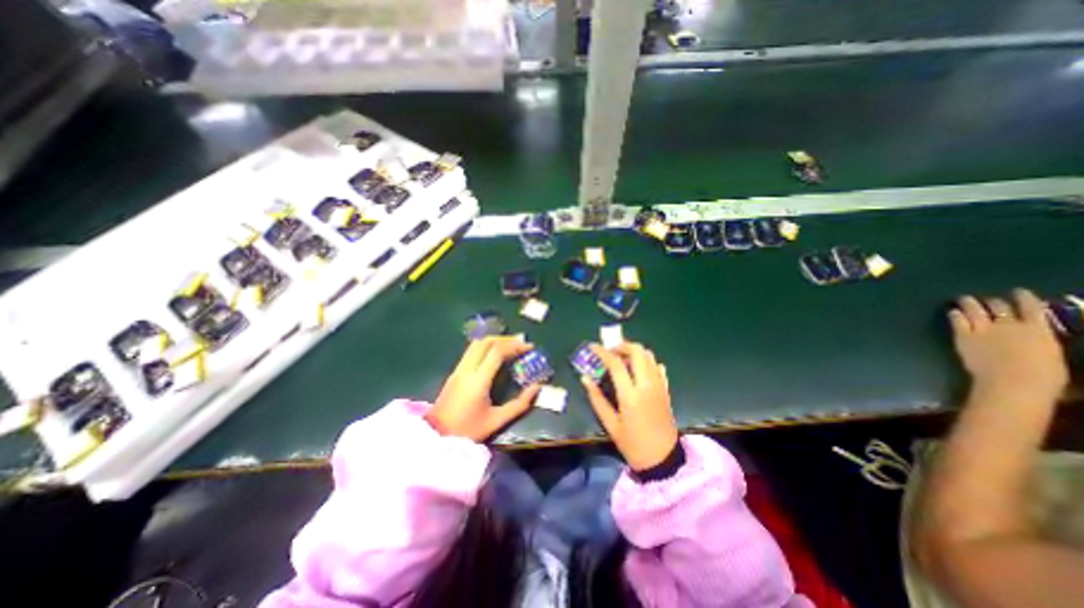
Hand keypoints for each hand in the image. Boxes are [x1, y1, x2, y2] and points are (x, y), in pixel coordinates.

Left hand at [429, 337, 545, 441]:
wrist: (436, 437)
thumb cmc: (468, 431)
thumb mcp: (497, 421)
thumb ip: (519, 404)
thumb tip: (537, 387)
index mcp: (478, 381)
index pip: (497, 352)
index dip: (514, 346)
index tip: (528, 347)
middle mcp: (467, 369)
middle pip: (486, 341)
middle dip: (506, 339)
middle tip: (521, 343)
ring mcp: (458, 369)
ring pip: (476, 343)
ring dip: (495, 340)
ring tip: (510, 346)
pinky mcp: (454, 372)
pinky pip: (471, 351)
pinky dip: (486, 346)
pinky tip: (495, 354)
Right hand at [575, 341, 673, 469]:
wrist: (663, 460)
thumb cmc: (632, 444)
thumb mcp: (610, 424)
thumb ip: (597, 399)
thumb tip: (585, 378)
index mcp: (630, 395)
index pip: (616, 363)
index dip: (602, 352)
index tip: (592, 346)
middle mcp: (647, 385)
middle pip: (637, 352)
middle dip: (622, 345)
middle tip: (610, 350)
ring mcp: (659, 386)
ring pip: (649, 356)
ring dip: (634, 351)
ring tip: (622, 358)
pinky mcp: (666, 390)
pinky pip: (658, 367)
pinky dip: (646, 361)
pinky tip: (637, 369)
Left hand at [951, 290, 1064, 403]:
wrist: (1013, 381)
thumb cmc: (1043, 376)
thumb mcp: (1051, 354)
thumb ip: (1039, 343)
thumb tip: (1034, 342)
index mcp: (1039, 330)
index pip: (1032, 308)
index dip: (1024, 297)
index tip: (1019, 291)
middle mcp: (1010, 325)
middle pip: (1000, 307)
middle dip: (994, 302)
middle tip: (989, 300)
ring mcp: (984, 329)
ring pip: (975, 310)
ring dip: (969, 303)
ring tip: (964, 298)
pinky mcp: (964, 336)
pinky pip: (958, 321)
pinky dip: (955, 315)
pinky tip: (952, 312)